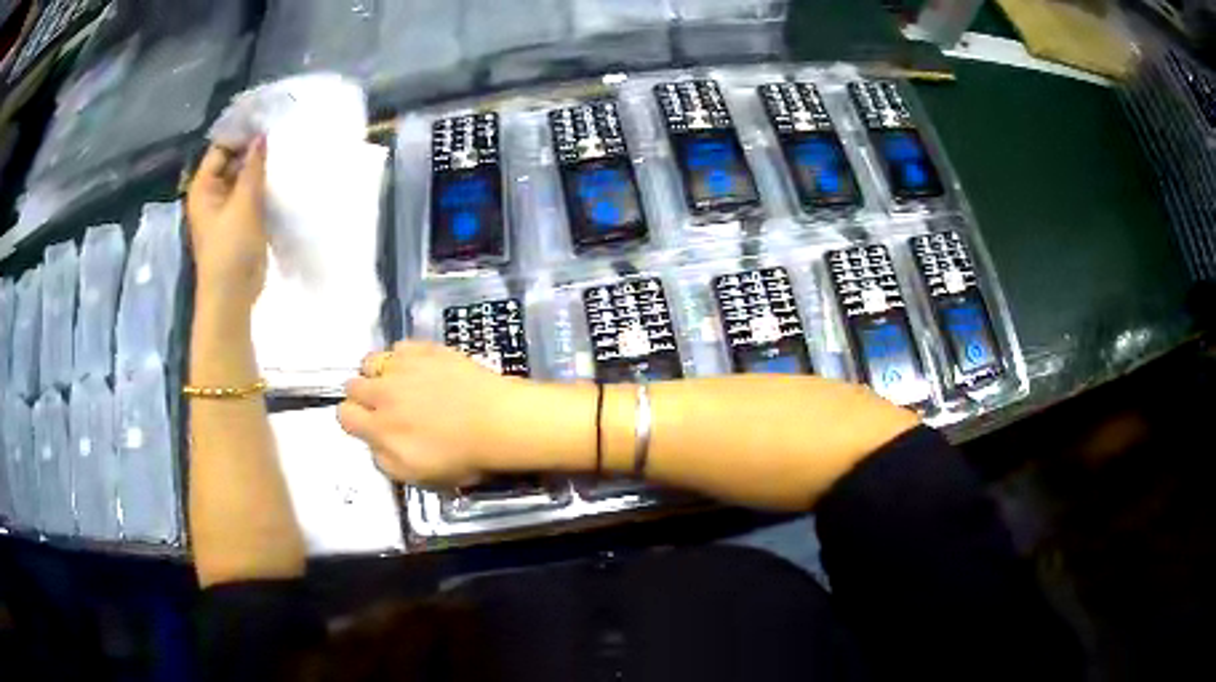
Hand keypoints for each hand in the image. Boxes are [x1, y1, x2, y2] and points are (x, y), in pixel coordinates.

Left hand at [186, 140, 268, 309]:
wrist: (232, 296)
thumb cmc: (230, 248)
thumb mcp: (244, 203)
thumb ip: (253, 167)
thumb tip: (262, 136)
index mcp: (203, 186)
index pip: (221, 147)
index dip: (242, 135)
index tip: (268, 124)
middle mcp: (212, 194)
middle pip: (232, 161)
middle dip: (253, 151)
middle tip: (281, 137)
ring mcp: (226, 209)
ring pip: (243, 179)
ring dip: (259, 170)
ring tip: (284, 155)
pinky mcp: (239, 222)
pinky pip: (250, 196)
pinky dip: (262, 188)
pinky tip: (280, 179)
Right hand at [337, 341, 537, 486]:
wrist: (497, 421)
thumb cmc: (461, 456)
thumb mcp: (417, 476)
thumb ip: (384, 461)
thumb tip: (373, 444)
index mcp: (379, 427)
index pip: (344, 415)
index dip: (354, 421)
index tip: (368, 425)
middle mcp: (383, 392)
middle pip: (353, 385)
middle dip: (362, 395)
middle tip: (384, 406)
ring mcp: (404, 367)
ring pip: (371, 361)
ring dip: (377, 372)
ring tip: (397, 383)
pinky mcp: (426, 349)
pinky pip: (400, 346)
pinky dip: (403, 357)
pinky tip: (419, 368)